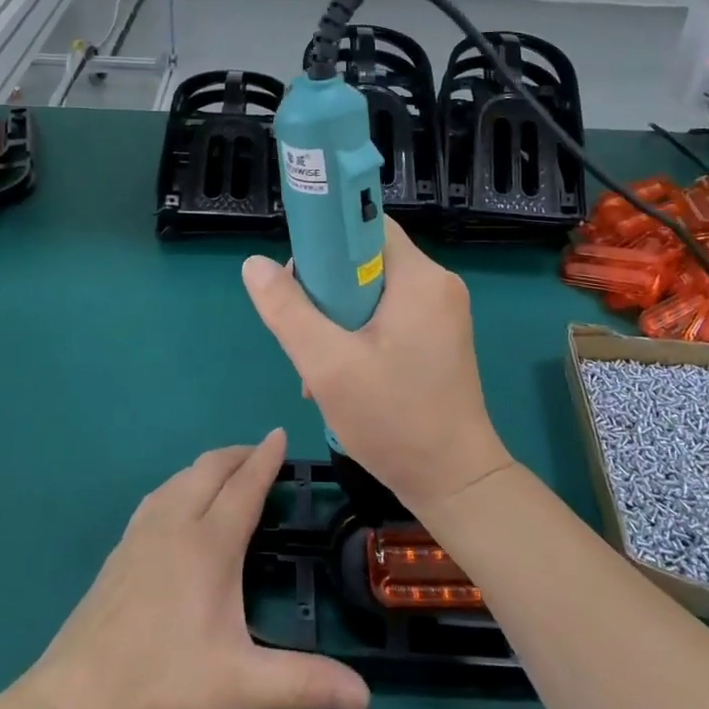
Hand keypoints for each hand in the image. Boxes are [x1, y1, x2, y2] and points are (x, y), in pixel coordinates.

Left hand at [19, 430, 368, 708]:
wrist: (71, 707)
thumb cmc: (160, 687)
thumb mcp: (239, 689)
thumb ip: (304, 685)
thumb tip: (365, 699)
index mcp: (208, 545)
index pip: (244, 486)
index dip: (266, 458)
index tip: (281, 433)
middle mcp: (174, 526)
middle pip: (209, 469)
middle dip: (239, 454)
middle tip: (264, 454)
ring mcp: (140, 535)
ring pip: (180, 478)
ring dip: (209, 466)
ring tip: (229, 475)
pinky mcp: (119, 552)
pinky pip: (158, 496)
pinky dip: (182, 483)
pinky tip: (179, 505)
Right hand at [241, 219, 513, 517]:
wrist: (455, 483)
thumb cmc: (394, 419)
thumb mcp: (328, 365)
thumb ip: (288, 311)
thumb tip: (253, 264)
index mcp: (420, 277)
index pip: (365, 225)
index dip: (325, 241)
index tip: (299, 280)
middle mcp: (437, 284)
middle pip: (365, 260)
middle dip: (326, 291)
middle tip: (304, 332)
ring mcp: (442, 313)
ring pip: (373, 292)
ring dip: (338, 319)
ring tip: (318, 363)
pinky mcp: (440, 339)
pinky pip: (390, 316)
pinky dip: (360, 334)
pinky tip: (342, 373)